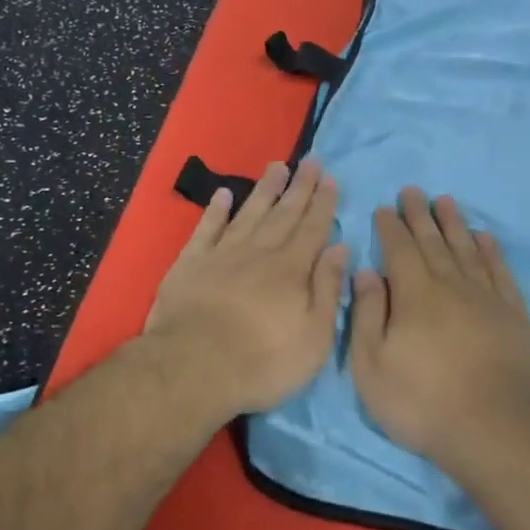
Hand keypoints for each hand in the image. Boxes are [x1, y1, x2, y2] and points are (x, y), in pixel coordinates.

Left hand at [144, 160, 349, 416]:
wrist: (193, 368)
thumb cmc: (263, 361)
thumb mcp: (314, 336)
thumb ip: (328, 289)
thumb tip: (339, 248)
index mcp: (291, 270)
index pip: (313, 229)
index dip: (323, 203)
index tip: (329, 178)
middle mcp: (259, 253)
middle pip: (283, 214)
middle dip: (299, 187)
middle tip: (310, 160)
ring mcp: (222, 255)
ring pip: (248, 214)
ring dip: (264, 190)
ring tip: (276, 166)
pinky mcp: (190, 265)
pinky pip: (206, 229)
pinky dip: (215, 211)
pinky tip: (222, 195)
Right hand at [349, 187, 529, 467]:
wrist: (493, 427)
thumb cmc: (421, 401)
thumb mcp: (371, 365)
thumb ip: (366, 314)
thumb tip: (367, 272)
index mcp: (414, 294)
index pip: (399, 249)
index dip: (391, 227)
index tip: (385, 208)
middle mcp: (451, 285)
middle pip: (433, 241)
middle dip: (420, 215)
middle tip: (413, 191)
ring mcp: (486, 297)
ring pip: (467, 249)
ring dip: (454, 224)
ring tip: (446, 201)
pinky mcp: (513, 314)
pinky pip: (500, 271)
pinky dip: (491, 251)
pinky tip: (485, 237)